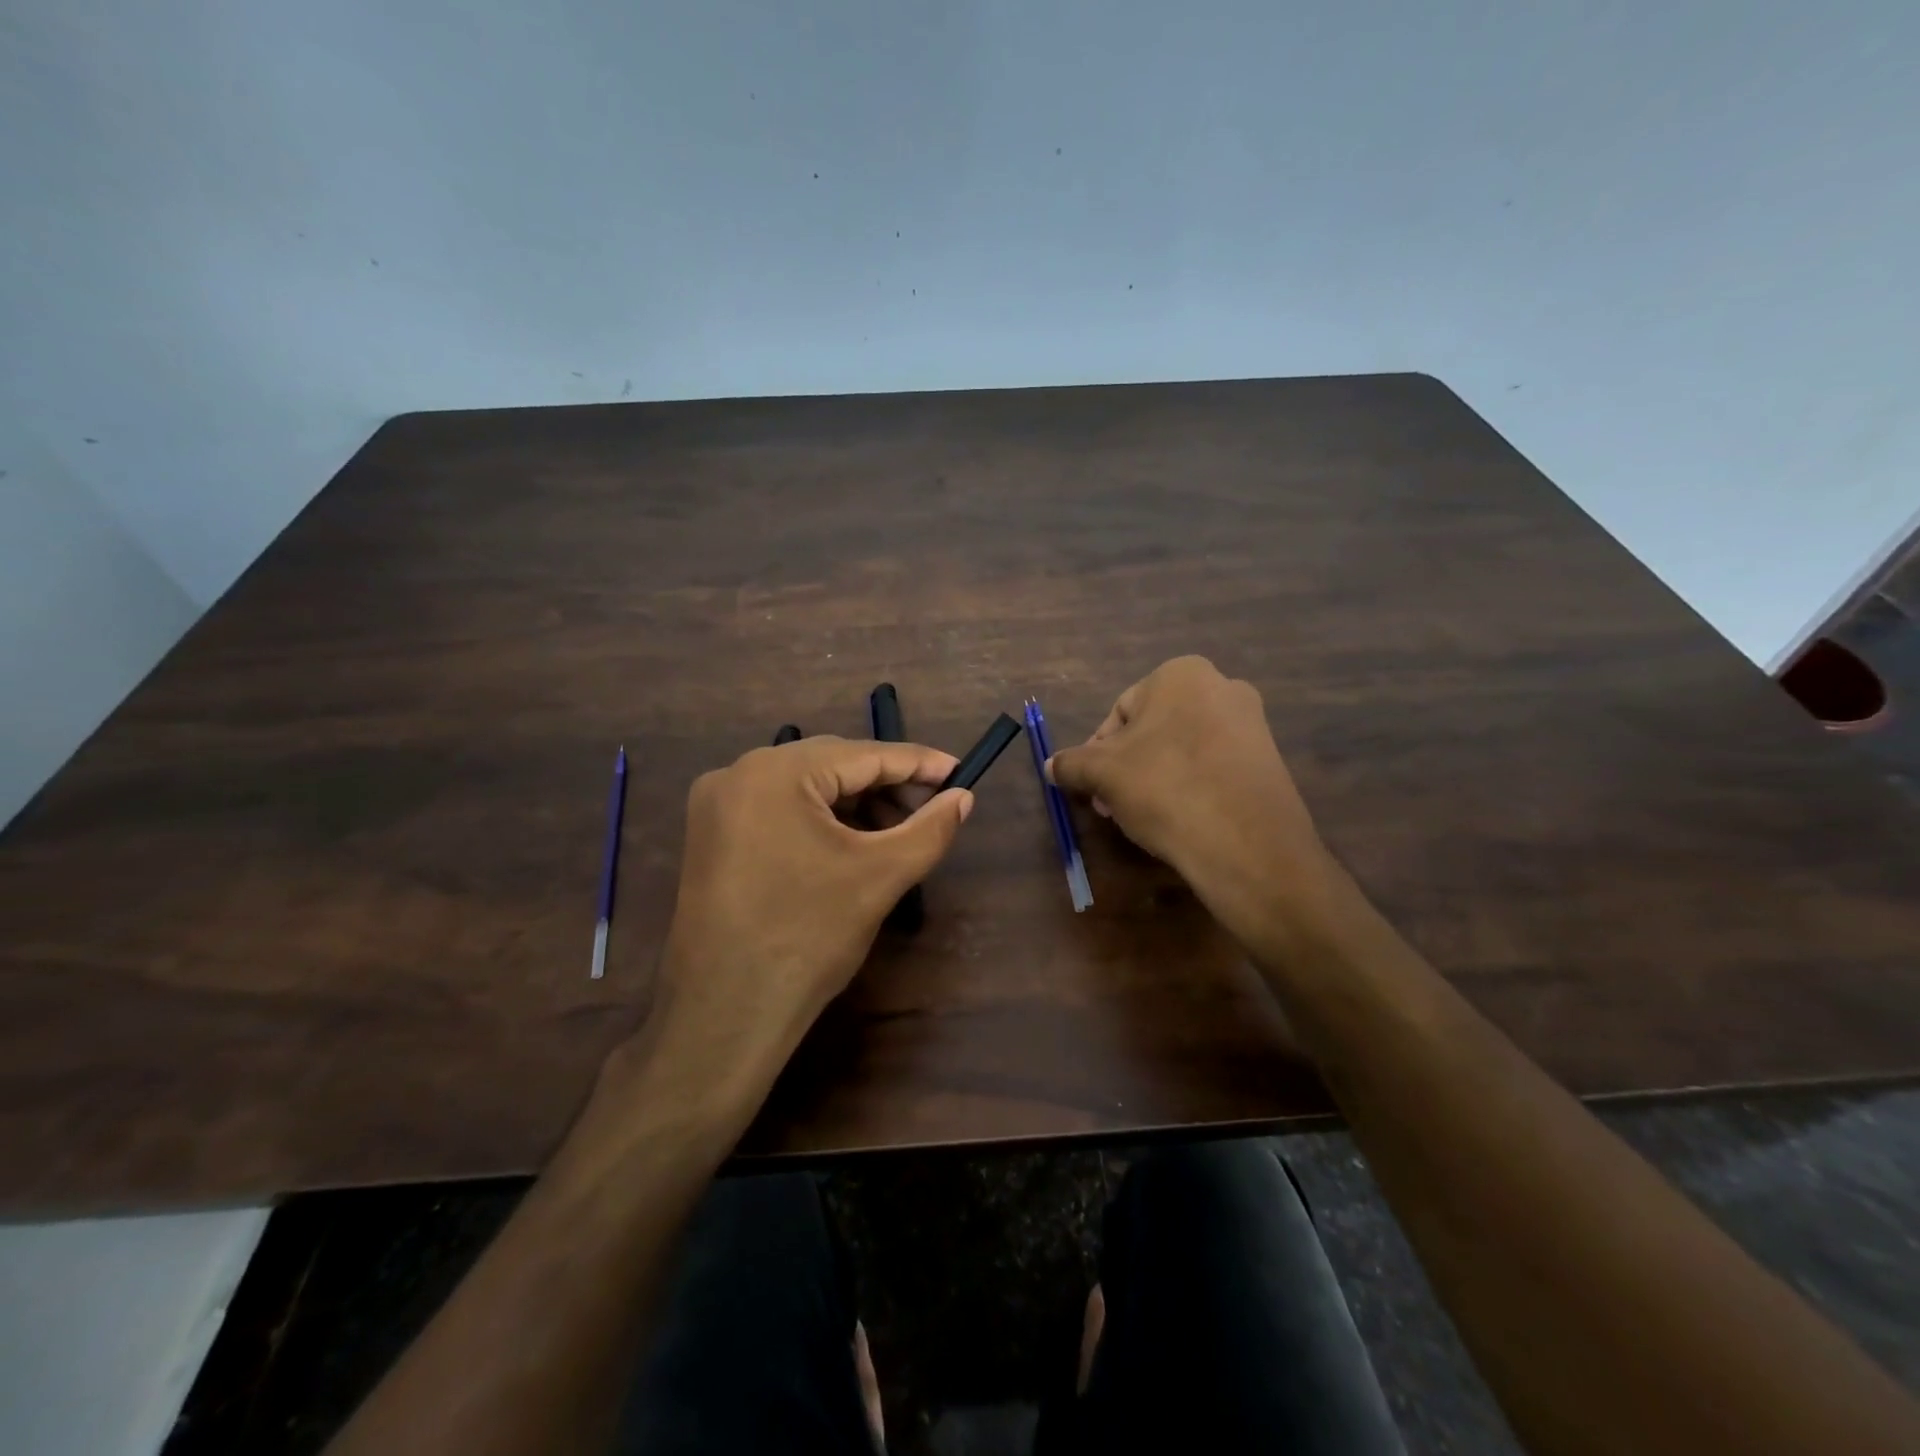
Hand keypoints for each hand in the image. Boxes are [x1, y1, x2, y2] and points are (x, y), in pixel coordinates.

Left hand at [617, 736, 971, 1118]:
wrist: (725, 1016)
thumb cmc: (808, 938)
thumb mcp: (880, 876)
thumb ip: (929, 829)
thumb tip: (963, 798)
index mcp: (774, 773)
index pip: (863, 755)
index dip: (918, 763)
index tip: (960, 772)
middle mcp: (738, 773)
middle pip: (832, 765)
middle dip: (887, 786)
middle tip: (933, 808)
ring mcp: (718, 805)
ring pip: (806, 787)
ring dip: (856, 804)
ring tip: (897, 832)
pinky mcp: (712, 835)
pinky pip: (780, 809)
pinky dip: (822, 820)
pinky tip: (853, 844)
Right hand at [1046, 657, 1336, 948]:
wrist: (1247, 844)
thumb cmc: (1165, 788)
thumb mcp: (1102, 774)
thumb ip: (1071, 764)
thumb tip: (1051, 765)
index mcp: (1181, 674)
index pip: (1120, 711)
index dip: (1096, 752)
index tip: (1091, 787)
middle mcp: (1222, 686)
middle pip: (1153, 730)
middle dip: (1126, 767)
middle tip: (1111, 805)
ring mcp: (1252, 724)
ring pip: (1182, 749)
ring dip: (1154, 778)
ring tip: (1142, 817)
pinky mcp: (1269, 761)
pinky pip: (1213, 768)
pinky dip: (1190, 787)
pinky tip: (1180, 820)